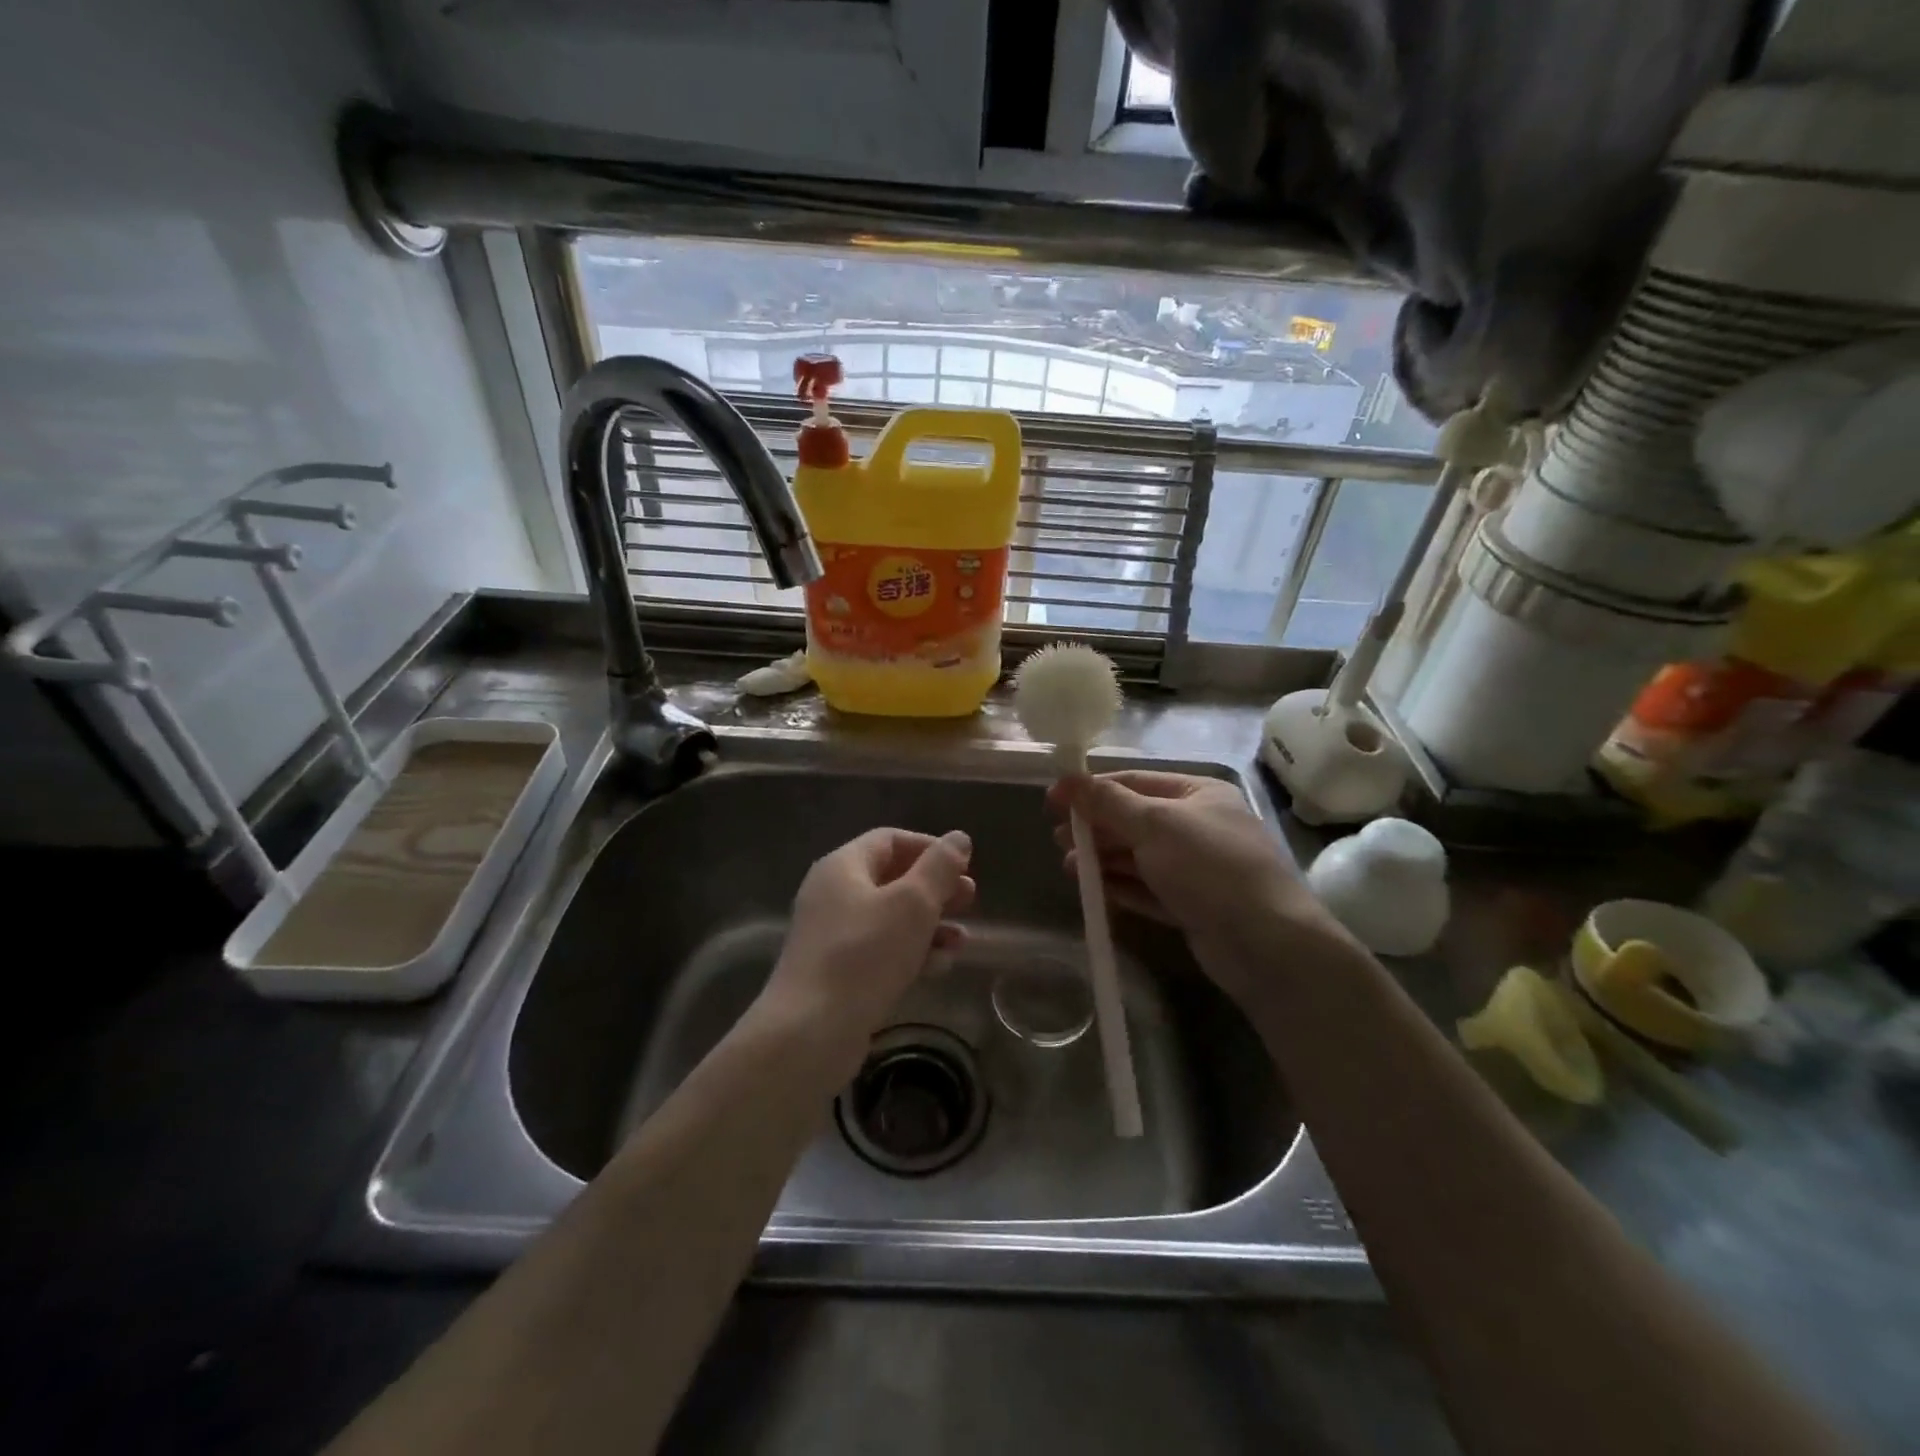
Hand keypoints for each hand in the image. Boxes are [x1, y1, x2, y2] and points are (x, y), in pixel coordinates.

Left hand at [760, 828, 974, 1055]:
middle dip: (935, 889)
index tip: (964, 866)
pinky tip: (938, 969)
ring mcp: (832, 936)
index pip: (890, 840)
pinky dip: (910, 952)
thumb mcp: (912, 904)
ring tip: (961, 942)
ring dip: (929, 925)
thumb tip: (959, 838)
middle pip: (892, 878)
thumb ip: (939, 867)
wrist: (809, 1032)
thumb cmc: (864, 954)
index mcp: (843, 866)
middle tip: (970, 900)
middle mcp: (833, 894)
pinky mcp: (837, 972)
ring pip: (890, 918)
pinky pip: (880, 950)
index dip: (929, 848)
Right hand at [1048, 771, 1337, 1003]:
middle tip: (1058, 839)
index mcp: (1198, 794)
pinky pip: (1149, 889)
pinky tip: (1094, 890)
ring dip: (1104, 859)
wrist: (1267, 943)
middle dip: (1096, 828)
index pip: (1135, 782)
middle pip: (1135, 820)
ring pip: (1140, 857)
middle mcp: (1199, 826)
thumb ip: (1108, 803)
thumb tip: (1066, 778)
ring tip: (1070, 867)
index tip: (1053, 800)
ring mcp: (1197, 869)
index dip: (1092, 789)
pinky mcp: (1193, 906)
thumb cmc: (1209, 866)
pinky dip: (1122, 887)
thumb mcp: (1155, 824)